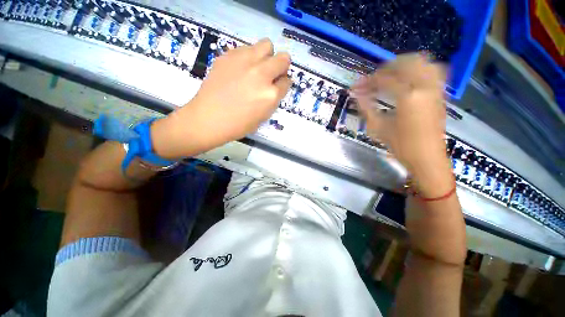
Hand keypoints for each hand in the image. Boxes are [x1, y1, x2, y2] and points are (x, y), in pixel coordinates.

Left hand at [152, 38, 291, 158]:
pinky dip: (249, 56)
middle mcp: (261, 75)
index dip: (283, 84)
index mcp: (270, 95)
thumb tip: (276, 86)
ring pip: (267, 45)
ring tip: (257, 67)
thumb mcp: (263, 117)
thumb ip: (273, 99)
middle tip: (272, 74)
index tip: (278, 86)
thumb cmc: (238, 125)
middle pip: (283, 59)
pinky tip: (240, 68)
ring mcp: (245, 62)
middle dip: (281, 66)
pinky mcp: (229, 55)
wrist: (209, 118)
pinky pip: (247, 48)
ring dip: (267, 56)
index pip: (287, 81)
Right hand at [352, 54, 452, 195]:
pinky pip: (433, 71)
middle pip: (406, 62)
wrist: (427, 158)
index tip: (357, 86)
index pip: (385, 79)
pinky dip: (419, 68)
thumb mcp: (378, 128)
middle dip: (386, 67)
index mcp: (408, 97)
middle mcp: (425, 87)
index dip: (368, 81)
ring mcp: (436, 89)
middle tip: (374, 78)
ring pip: (423, 62)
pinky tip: (409, 78)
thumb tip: (355, 94)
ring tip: (391, 74)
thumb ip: (366, 107)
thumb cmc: (401, 146)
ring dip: (404, 64)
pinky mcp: (440, 94)